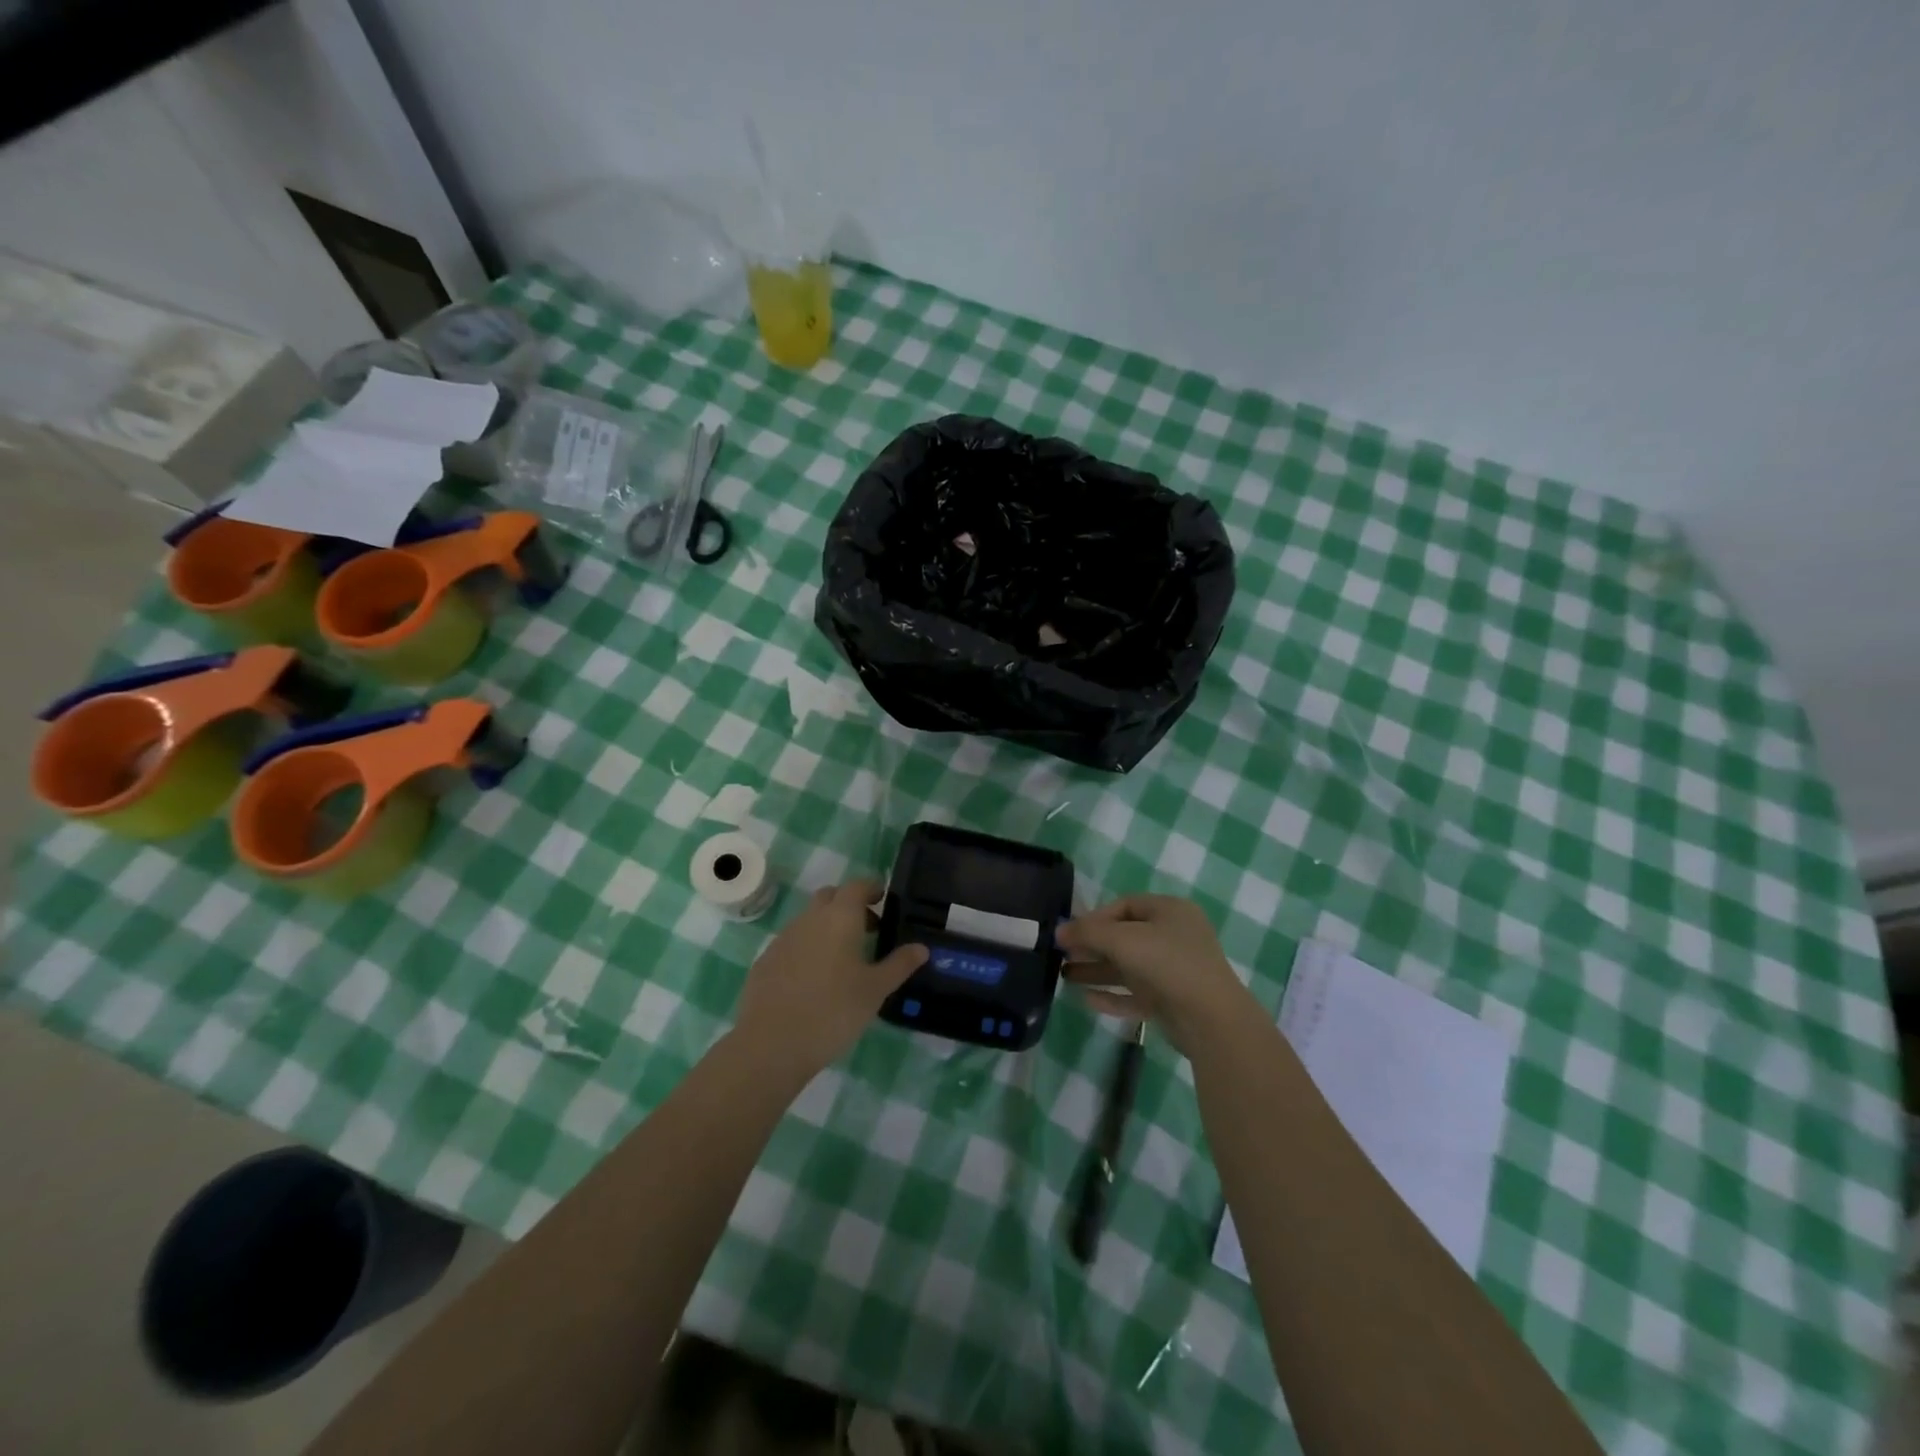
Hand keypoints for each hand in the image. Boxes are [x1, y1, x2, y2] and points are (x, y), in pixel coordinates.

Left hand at [733, 879, 926, 1078]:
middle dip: (849, 905)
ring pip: (809, 920)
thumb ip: (899, 965)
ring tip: (843, 959)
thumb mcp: (875, 990)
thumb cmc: (833, 1011)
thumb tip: (921, 948)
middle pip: (830, 897)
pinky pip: (792, 943)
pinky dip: (807, 949)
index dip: (872, 888)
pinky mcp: (765, 961)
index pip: (857, 885)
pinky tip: (814, 980)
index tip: (884, 900)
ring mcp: (783, 939)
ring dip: (827, 927)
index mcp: (839, 917)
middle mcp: (809, 919)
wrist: (771, 1044)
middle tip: (868, 929)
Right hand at [1057, 894, 1259, 1056]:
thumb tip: (1059, 931)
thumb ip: (1087, 932)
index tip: (1069, 932)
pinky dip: (1113, 995)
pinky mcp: (1171, 1001)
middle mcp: (1174, 937)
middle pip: (1124, 937)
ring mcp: (1174, 970)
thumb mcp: (1122, 940)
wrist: (1211, 1020)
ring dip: (1097, 971)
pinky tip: (1087, 1000)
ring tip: (1064, 977)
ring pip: (1128, 967)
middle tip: (1062, 955)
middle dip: (1092, 946)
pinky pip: (1136, 994)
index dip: (1094, 917)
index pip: (1124, 906)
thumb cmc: (1167, 964)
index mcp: (1170, 911)